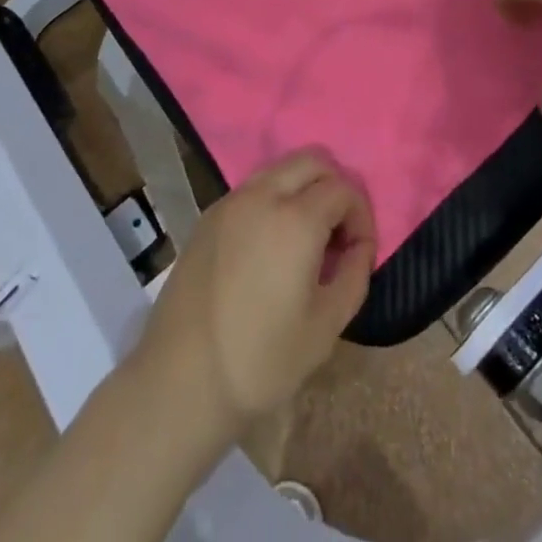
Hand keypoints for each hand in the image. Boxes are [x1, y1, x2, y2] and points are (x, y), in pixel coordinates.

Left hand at [134, 149, 375, 445]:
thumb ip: (354, 274)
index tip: (359, 252)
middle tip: (338, 234)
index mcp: (296, 219)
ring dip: (304, 188)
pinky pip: (254, 188)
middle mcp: (263, 195)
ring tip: (306, 239)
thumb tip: (359, 246)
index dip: (361, 216)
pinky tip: (271, 246)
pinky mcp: (209, 215)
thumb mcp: (325, 327)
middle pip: (313, 159)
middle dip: (335, 186)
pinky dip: (275, 198)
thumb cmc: (260, 361)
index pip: (344, 188)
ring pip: (280, 168)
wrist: (180, 381)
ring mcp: (231, 201)